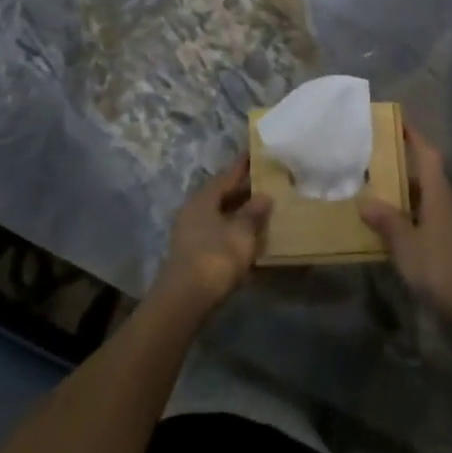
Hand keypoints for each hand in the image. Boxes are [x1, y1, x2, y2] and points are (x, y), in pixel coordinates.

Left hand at [153, 153, 271, 315]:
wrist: (185, 299)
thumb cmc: (215, 257)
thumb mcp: (241, 233)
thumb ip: (253, 212)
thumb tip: (264, 195)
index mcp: (204, 198)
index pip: (227, 175)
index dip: (242, 165)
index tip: (255, 153)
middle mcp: (193, 210)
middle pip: (221, 193)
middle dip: (242, 189)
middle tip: (266, 181)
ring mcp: (190, 231)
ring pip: (219, 213)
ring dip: (238, 210)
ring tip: (261, 208)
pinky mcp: (193, 252)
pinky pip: (217, 231)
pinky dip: (233, 228)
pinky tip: (247, 235)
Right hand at [360, 124, 451, 325]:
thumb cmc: (439, 267)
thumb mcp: (405, 244)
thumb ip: (386, 221)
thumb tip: (365, 202)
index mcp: (440, 195)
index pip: (429, 155)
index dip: (416, 137)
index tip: (401, 122)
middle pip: (430, 177)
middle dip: (408, 169)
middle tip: (380, 166)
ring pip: (432, 201)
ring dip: (412, 196)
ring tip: (384, 198)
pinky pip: (435, 222)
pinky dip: (418, 218)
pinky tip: (402, 233)